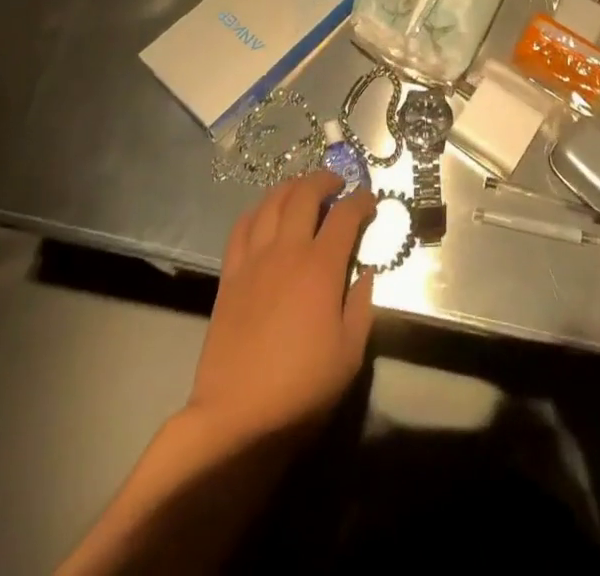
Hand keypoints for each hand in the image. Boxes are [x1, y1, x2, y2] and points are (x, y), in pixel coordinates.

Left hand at [187, 171, 376, 443]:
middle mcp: (287, 251)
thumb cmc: (301, 389)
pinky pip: (242, 227)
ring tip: (303, 190)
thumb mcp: (349, 354)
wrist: (236, 418)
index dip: (361, 200)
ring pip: (271, 202)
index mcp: (321, 268)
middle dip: (324, 180)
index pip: (345, 215)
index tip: (370, 200)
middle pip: (304, 194)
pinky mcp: (230, 275)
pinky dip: (258, 210)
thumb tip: (366, 272)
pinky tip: (266, 215)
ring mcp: (254, 260)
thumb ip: (361, 306)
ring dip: (291, 187)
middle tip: (337, 184)